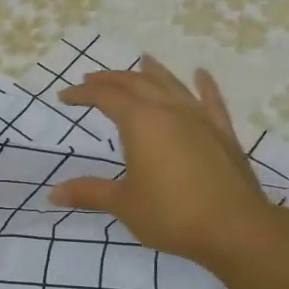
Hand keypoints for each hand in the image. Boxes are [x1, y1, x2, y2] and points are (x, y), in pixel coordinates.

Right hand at [49, 57, 280, 269]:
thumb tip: (53, 193)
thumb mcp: (124, 204)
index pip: (106, 97)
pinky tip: (200, 74)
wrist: (235, 227)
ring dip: (153, 72)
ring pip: (172, 84)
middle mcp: (169, 110)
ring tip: (142, 61)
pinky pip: (211, 100)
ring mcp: (200, 118)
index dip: (83, 94)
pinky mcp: (223, 132)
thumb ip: (90, 193)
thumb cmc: (172, 214)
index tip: (65, 96)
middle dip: (111, 79)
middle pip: (137, 83)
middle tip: (92, 79)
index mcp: (141, 122)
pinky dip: (204, 85)